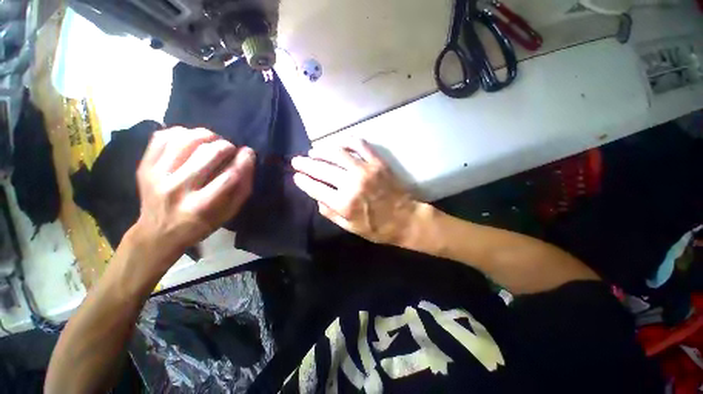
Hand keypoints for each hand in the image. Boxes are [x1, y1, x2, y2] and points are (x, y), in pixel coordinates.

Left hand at [131, 127, 254, 265]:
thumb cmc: (201, 223)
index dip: (243, 160)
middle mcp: (178, 189)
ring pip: (185, 140)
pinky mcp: (144, 167)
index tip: (248, 153)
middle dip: (226, 146)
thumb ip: (243, 187)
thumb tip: (248, 157)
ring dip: (205, 135)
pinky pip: (162, 137)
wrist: (158, 232)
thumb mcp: (230, 212)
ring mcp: (157, 176)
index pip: (229, 176)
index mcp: (202, 205)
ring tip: (212, 140)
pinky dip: (181, 133)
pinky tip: (190, 139)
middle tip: (230, 149)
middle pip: (208, 154)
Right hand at [291, 139, 418, 244]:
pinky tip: (338, 144)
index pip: (316, 187)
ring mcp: (365, 170)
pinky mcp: (377, 162)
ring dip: (321, 151)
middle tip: (297, 160)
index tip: (296, 176)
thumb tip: (317, 197)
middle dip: (305, 163)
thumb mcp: (350, 227)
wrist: (405, 219)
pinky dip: (347, 141)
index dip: (303, 181)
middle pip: (322, 168)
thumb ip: (330, 213)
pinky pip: (359, 145)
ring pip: (337, 153)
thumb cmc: (377, 227)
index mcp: (344, 204)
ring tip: (313, 152)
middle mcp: (352, 184)